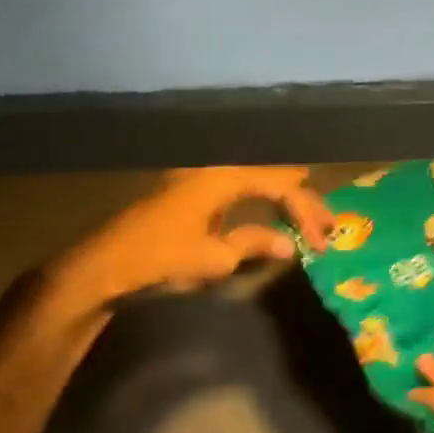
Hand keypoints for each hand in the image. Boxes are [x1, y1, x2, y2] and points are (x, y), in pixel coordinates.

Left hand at [42, 166, 333, 314]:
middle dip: (303, 200)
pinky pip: (240, 187)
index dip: (306, 213)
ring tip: (308, 218)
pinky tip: (272, 213)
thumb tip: (290, 246)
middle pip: (273, 175)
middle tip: (327, 225)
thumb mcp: (215, 258)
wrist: (105, 264)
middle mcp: (215, 168)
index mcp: (224, 177)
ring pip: (257, 179)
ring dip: (283, 199)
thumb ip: (255, 244)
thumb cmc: (162, 258)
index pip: (281, 186)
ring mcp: (201, 177)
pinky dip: (262, 200)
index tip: (320, 244)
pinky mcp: (192, 191)